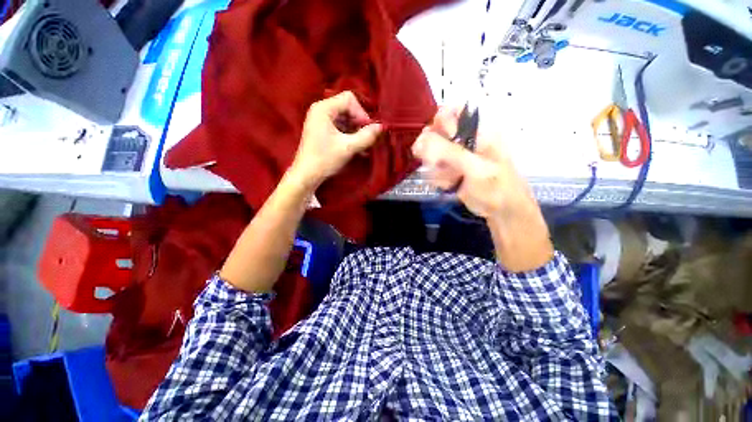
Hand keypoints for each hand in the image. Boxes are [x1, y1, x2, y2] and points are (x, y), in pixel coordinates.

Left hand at [290, 91, 382, 188]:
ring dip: (356, 131)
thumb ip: (366, 136)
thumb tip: (382, 127)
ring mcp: (321, 121)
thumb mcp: (348, 148)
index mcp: (324, 109)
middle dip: (359, 123)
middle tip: (367, 139)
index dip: (361, 113)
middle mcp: (321, 110)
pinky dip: (350, 136)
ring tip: (363, 146)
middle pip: (347, 108)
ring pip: (345, 119)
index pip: (349, 99)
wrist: (307, 175)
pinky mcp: (322, 131)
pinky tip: (357, 148)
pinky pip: (340, 127)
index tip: (367, 130)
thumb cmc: (325, 159)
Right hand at [411, 107, 532, 218]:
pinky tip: (449, 185)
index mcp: (477, 130)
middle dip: (432, 151)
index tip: (432, 141)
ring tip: (450, 179)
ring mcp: (456, 156)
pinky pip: (434, 169)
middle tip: (436, 164)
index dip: (437, 123)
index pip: (449, 113)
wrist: (503, 211)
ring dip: (436, 169)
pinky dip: (438, 178)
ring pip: (431, 154)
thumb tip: (421, 139)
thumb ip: (448, 152)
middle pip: (436, 134)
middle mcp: (465, 140)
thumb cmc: (495, 187)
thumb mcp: (474, 167)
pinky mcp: (450, 170)